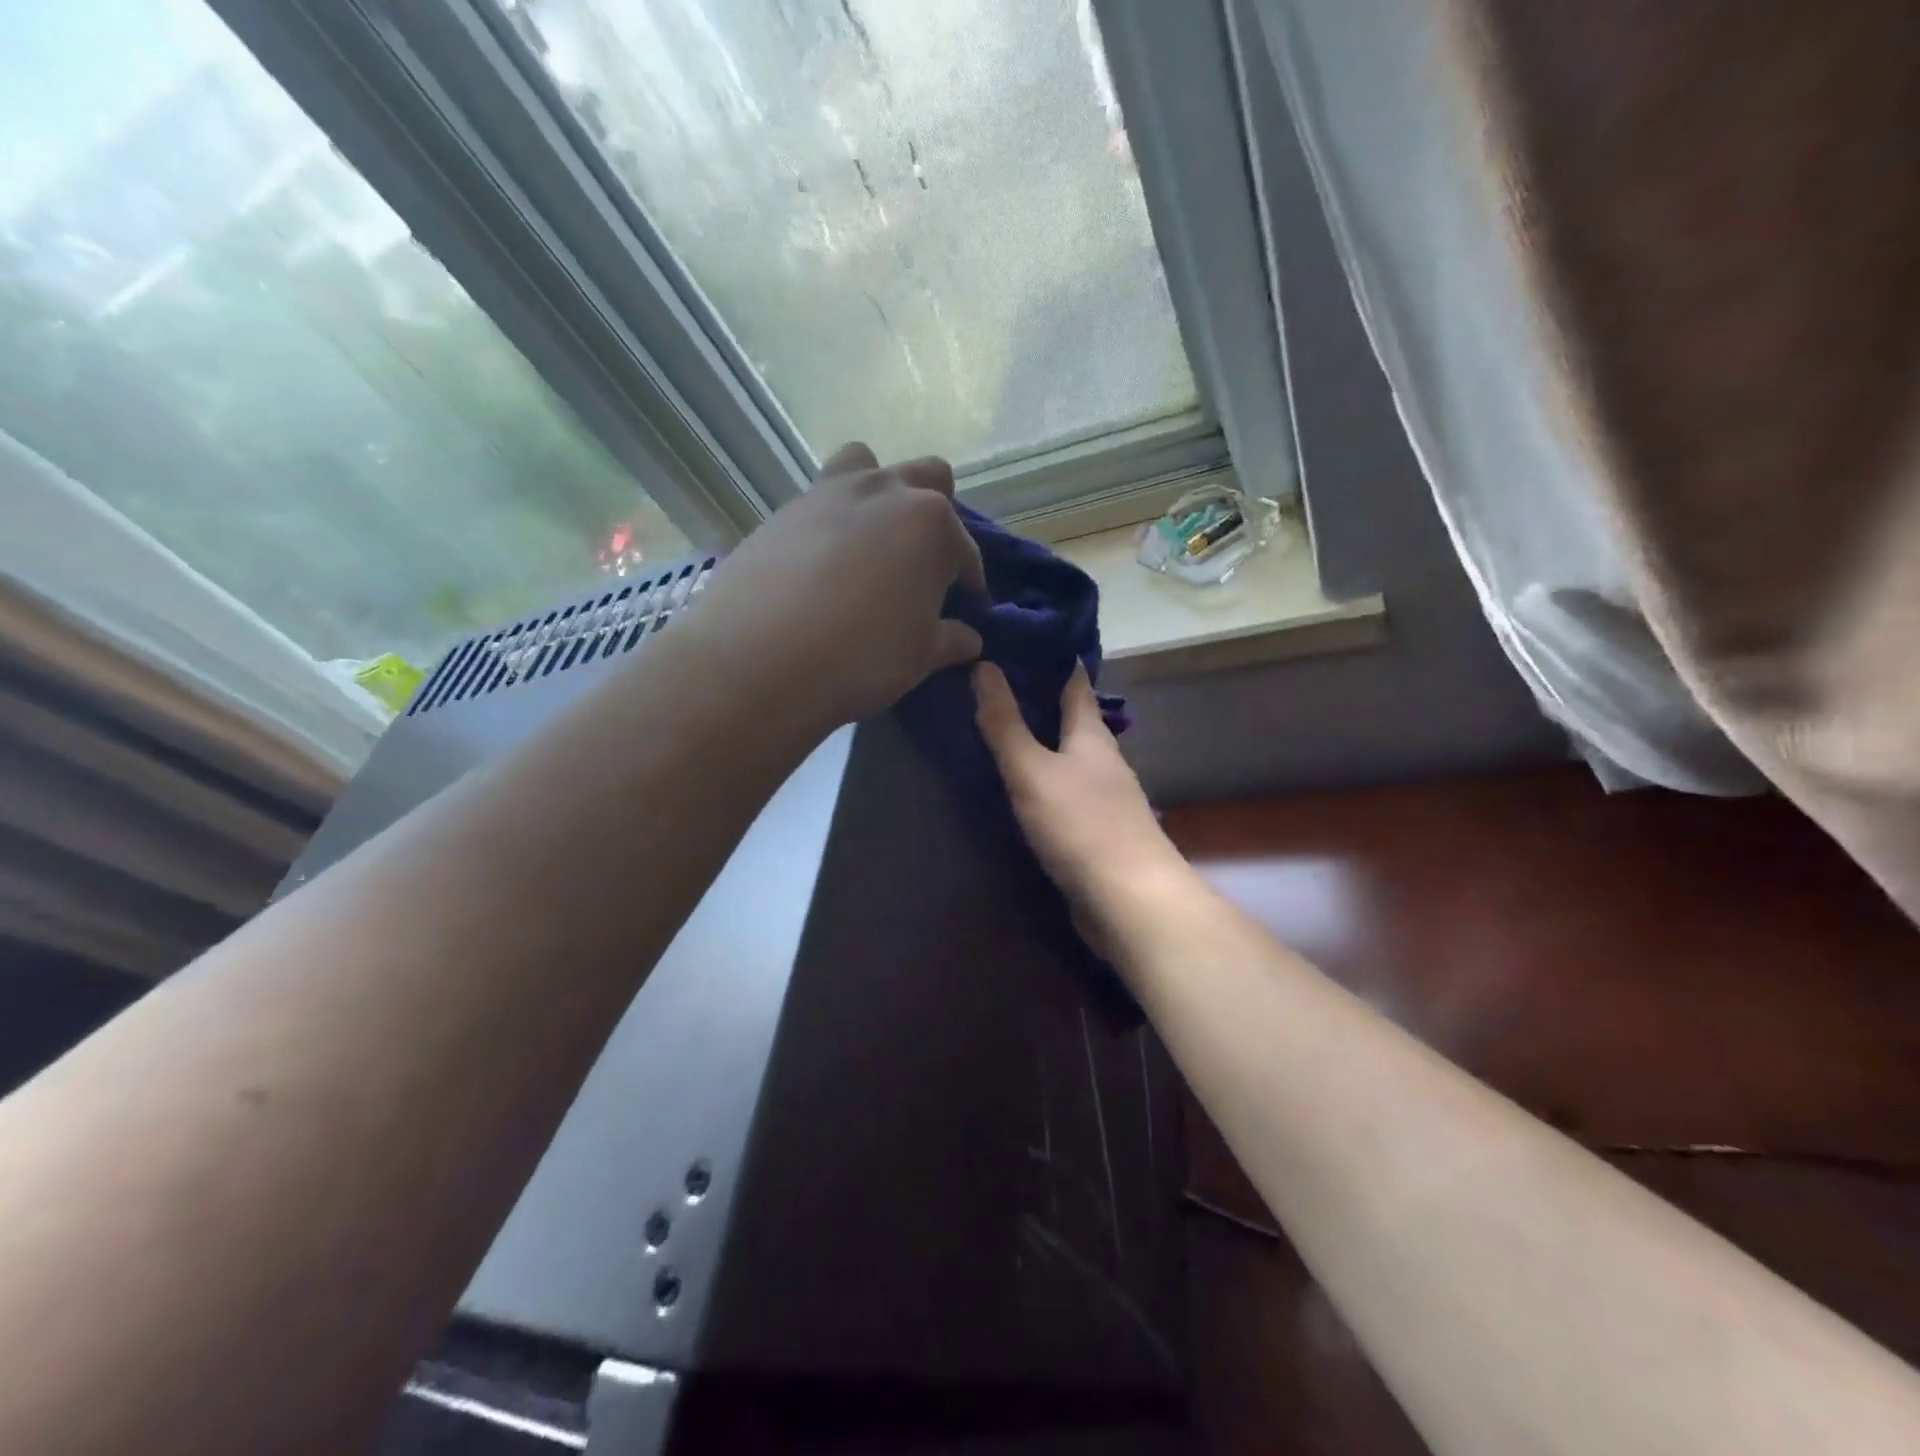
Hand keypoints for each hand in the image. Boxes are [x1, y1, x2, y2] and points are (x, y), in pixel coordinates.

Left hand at [694, 442, 985, 728]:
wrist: (758, 658)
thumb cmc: (861, 656)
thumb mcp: (919, 656)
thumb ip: (950, 640)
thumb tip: (969, 638)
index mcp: (932, 524)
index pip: (966, 552)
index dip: (971, 584)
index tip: (968, 610)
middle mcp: (886, 491)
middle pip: (929, 479)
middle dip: (936, 516)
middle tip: (923, 565)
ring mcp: (830, 492)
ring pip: (869, 467)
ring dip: (881, 496)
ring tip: (872, 544)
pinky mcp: (784, 507)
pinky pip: (821, 498)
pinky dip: (834, 520)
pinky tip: (823, 563)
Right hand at [972, 660, 1187, 939]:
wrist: (1129, 901)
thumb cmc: (1080, 825)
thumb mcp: (1032, 770)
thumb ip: (1005, 723)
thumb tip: (984, 666)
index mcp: (1092, 735)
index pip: (1074, 682)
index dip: (1052, 658)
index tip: (1019, 640)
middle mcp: (1103, 760)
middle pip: (1072, 720)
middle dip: (1039, 702)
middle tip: (992, 685)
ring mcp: (1104, 798)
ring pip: (1068, 759)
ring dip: (1040, 745)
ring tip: (997, 732)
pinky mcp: (1096, 832)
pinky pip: (1064, 795)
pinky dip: (1042, 783)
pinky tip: (1019, 790)